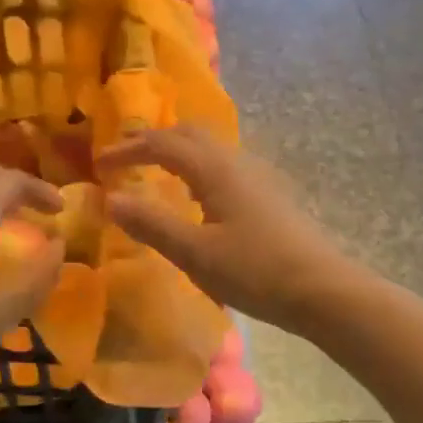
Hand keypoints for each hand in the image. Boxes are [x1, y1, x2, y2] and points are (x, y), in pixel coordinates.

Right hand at [99, 125, 356, 332]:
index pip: (163, 143)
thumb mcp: (195, 253)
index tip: (100, 165)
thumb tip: (111, 198)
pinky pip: (224, 165)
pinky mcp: (270, 195)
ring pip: (211, 147)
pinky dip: (198, 167)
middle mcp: (237, 162)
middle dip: (153, 140)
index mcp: (216, 169)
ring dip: (177, 150)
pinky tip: (196, 197)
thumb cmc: (255, 271)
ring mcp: (258, 176)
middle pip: (190, 133)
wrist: (323, 290)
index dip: (128, 149)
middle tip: (125, 158)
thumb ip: (152, 224)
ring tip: (155, 172)